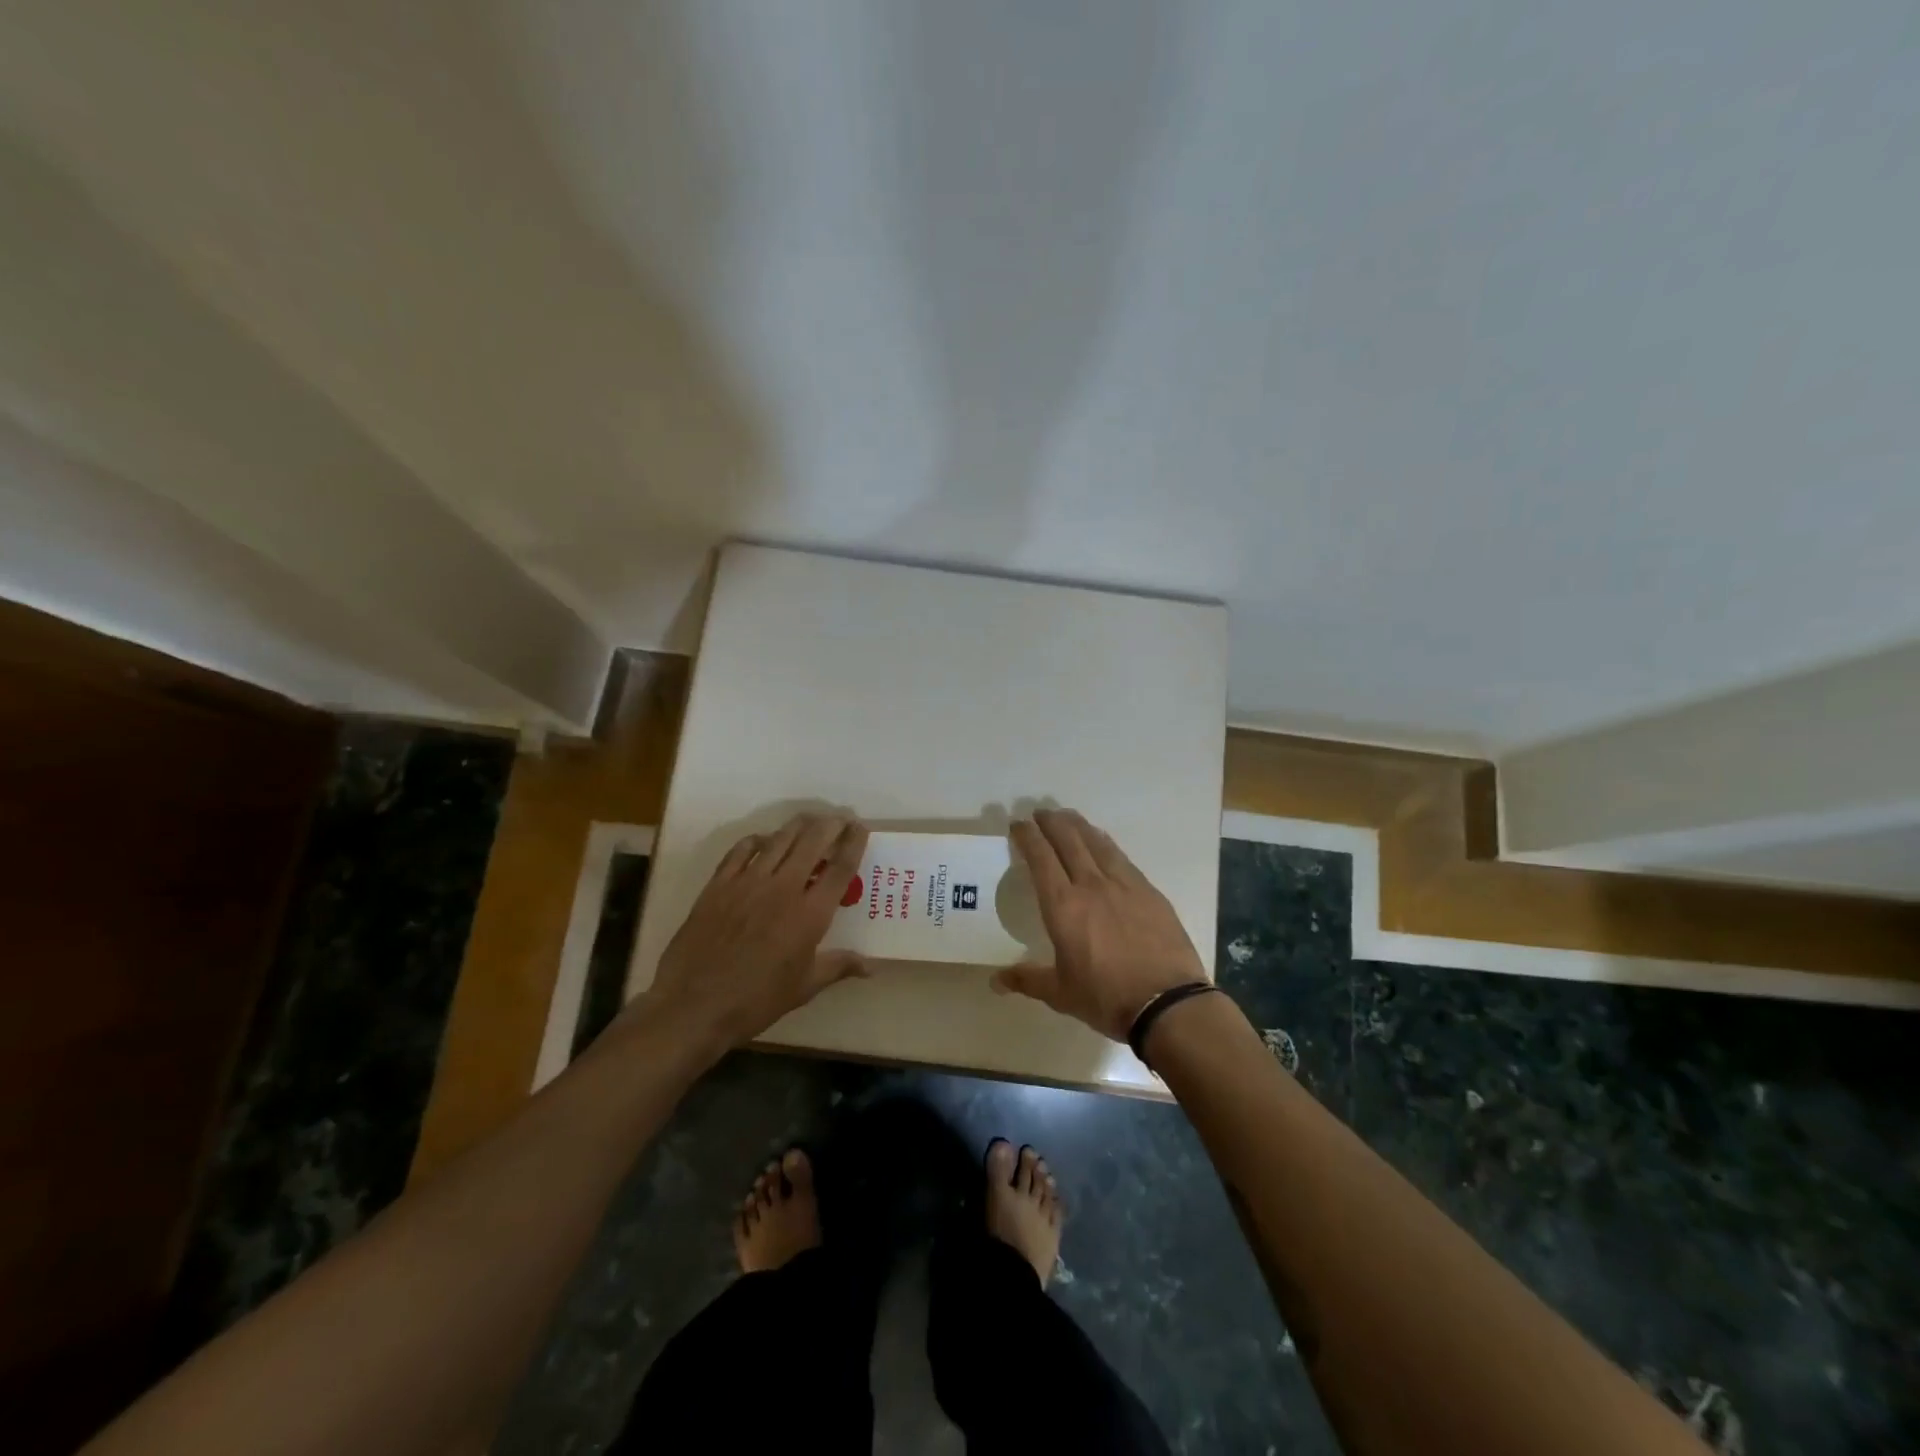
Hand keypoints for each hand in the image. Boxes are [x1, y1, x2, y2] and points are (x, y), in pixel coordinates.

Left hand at [644, 813, 869, 1048]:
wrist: (693, 1005)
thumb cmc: (756, 1001)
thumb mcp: (804, 988)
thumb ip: (838, 967)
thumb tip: (870, 966)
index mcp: (810, 914)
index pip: (840, 867)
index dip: (854, 842)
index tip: (861, 827)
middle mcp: (783, 888)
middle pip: (813, 841)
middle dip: (830, 825)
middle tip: (840, 820)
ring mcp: (748, 882)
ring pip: (780, 839)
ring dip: (799, 826)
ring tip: (810, 821)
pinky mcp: (719, 884)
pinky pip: (742, 849)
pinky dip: (758, 839)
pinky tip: (764, 841)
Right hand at [993, 808, 1206, 1041]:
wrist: (1168, 1003)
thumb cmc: (1106, 998)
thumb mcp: (1060, 993)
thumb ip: (1027, 980)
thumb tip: (995, 981)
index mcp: (1063, 906)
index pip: (1040, 858)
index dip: (1027, 837)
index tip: (1018, 825)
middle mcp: (1091, 885)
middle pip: (1069, 840)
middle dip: (1051, 822)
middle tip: (1040, 813)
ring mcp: (1124, 885)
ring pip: (1097, 842)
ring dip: (1079, 826)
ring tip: (1068, 817)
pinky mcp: (1149, 891)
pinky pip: (1122, 858)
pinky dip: (1106, 844)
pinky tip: (1104, 844)